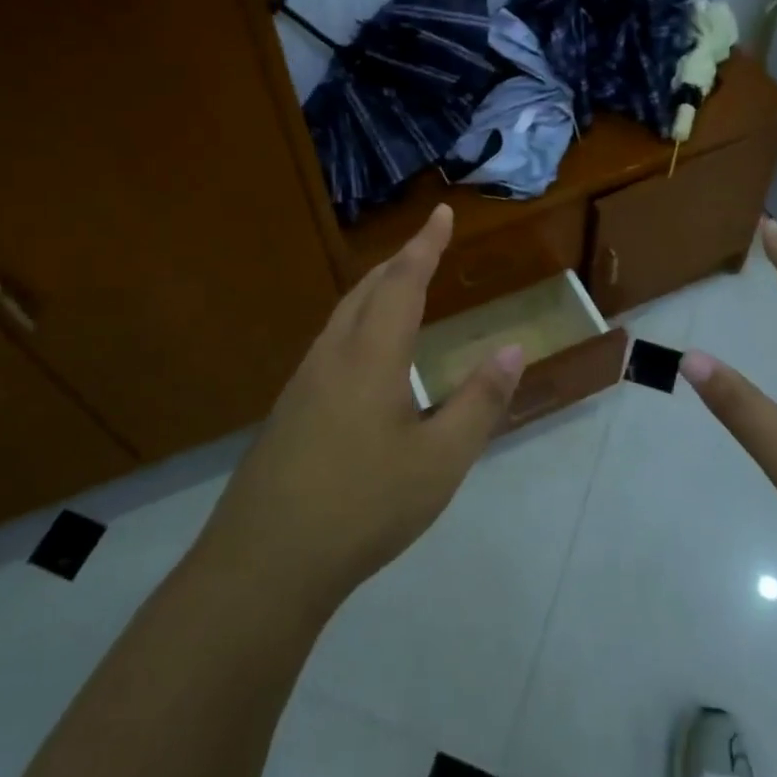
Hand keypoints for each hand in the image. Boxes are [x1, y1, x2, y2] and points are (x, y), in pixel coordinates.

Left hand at [198, 205, 523, 614]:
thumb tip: (512, 349)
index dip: (425, 245)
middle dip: (398, 262)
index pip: (403, 282)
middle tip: (426, 247)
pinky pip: (328, 346)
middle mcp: (331, 357)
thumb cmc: (364, 507)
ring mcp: (302, 385)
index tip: (441, 213)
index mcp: (370, 357)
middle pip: (366, 290)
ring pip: (341, 318)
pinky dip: (356, 325)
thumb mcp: (440, 460)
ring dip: (373, 292)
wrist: (265, 563)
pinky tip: (362, 357)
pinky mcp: (287, 413)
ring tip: (397, 291)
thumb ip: (479, 402)